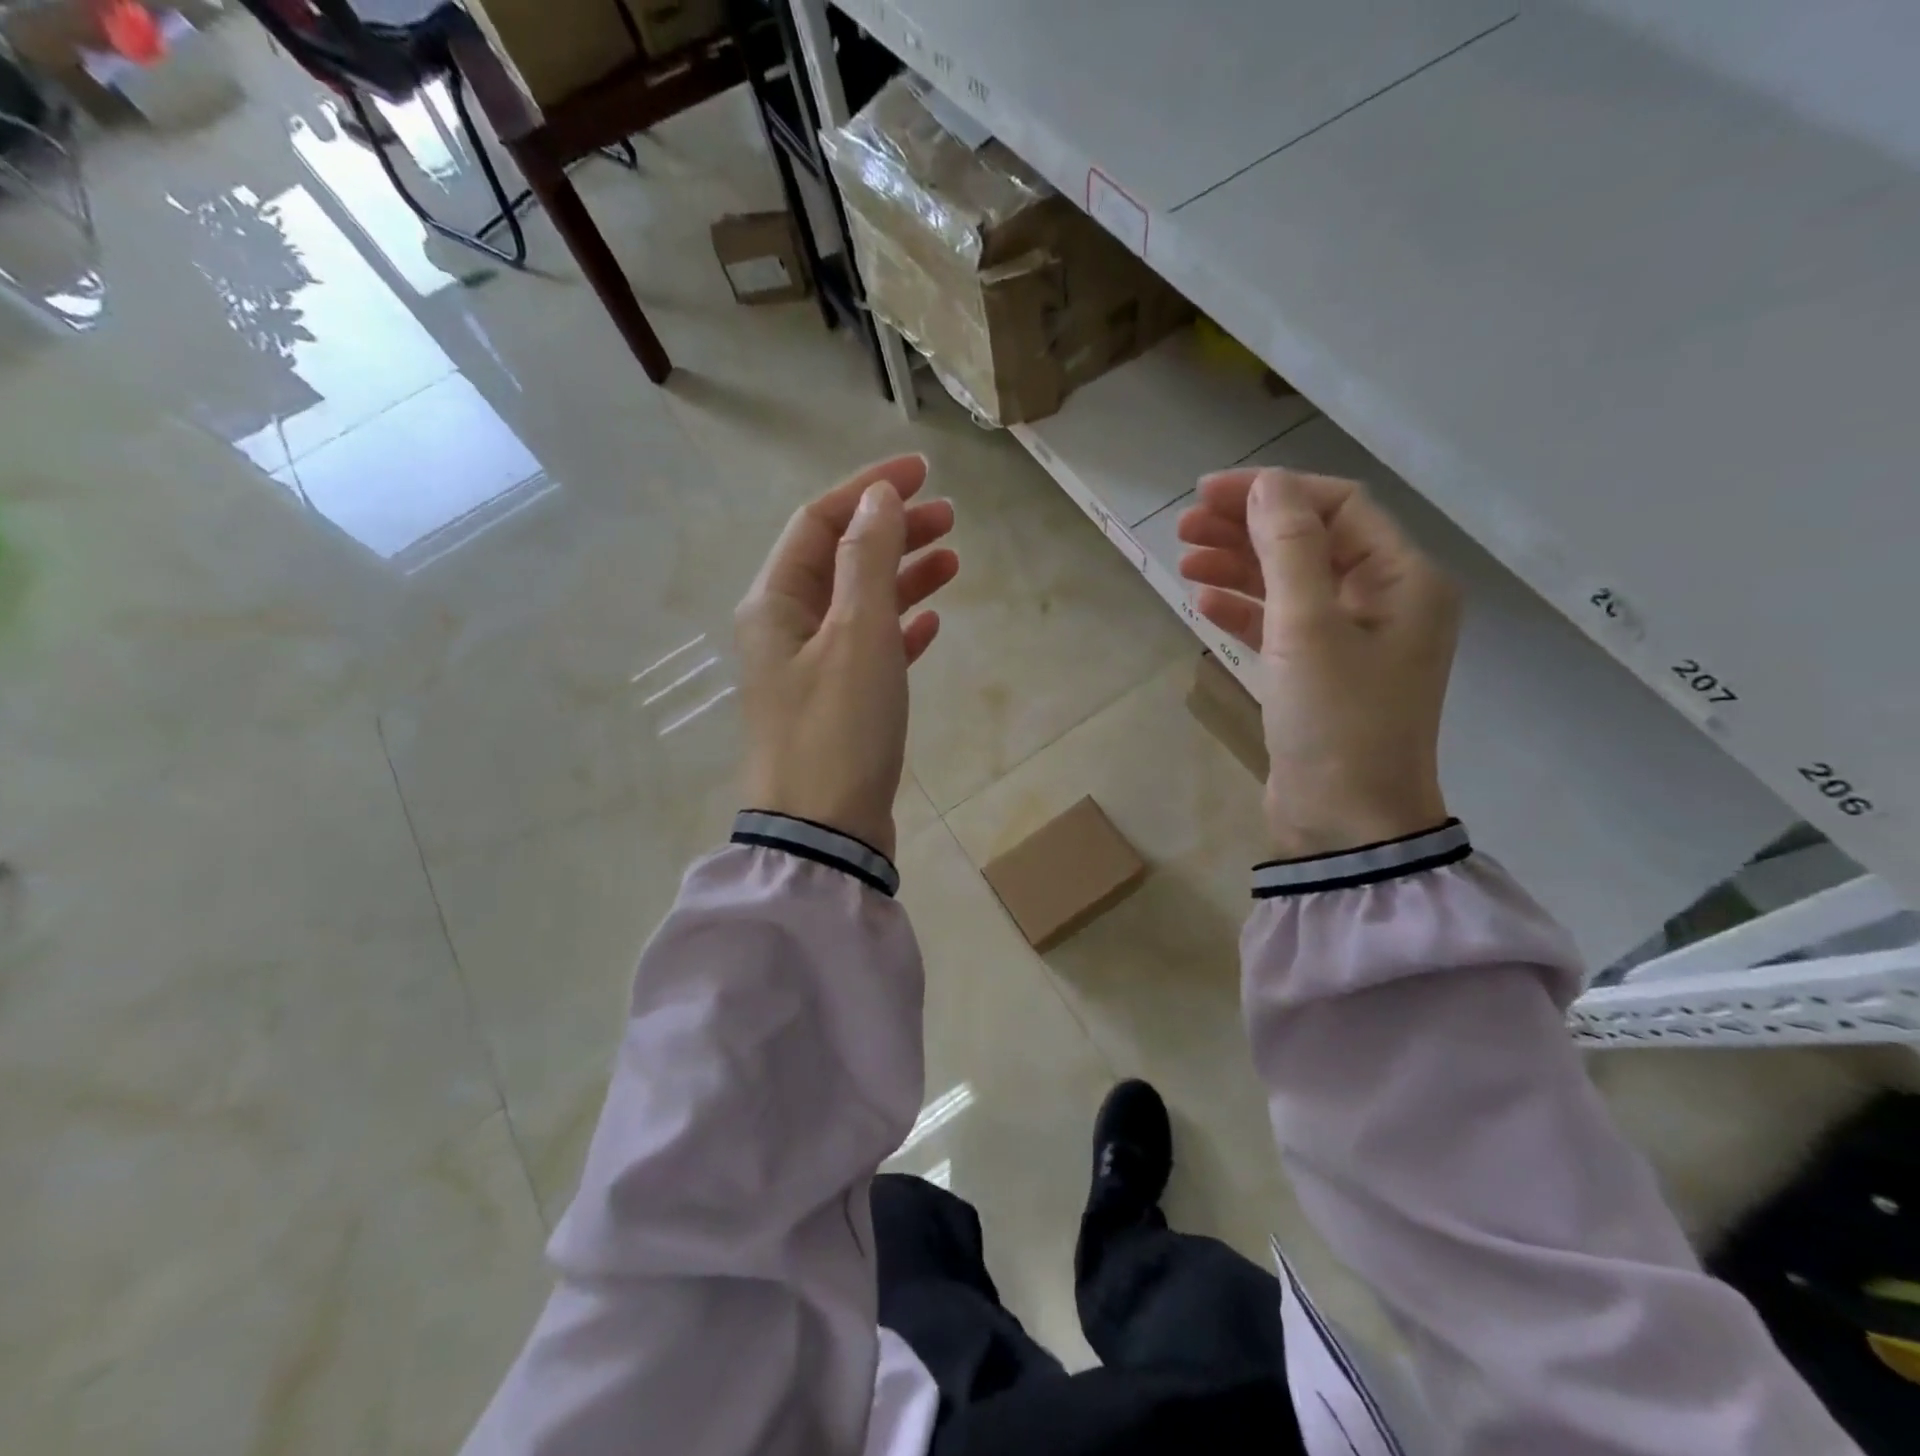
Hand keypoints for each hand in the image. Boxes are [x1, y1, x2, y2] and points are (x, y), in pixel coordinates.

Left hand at [735, 455, 958, 858]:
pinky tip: (931, 624)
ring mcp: (810, 669)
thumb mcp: (857, 633)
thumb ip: (868, 559)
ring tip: (953, 561)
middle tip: (951, 518)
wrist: (824, 832)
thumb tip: (878, 497)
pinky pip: (869, 650)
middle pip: (841, 559)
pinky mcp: (837, 705)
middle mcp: (785, 628)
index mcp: (775, 602)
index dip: (869, 489)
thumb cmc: (838, 728)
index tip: (924, 472)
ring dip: (902, 578)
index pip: (820, 521)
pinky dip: (899, 630)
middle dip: (893, 532)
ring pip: (859, 604)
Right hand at [1178, 468, 1459, 857]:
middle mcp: (1384, 602)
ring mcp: (1352, 642)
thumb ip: (1290, 549)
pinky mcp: (1320, 676)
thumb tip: (1268, 485)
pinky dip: (1245, 611)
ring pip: (1290, 584)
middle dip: (1247, 529)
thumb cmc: (1337, 722)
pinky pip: (1281, 626)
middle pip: (1310, 542)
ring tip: (1184, 561)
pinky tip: (1205, 604)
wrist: (1346, 823)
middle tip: (1184, 527)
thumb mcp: (1309, 628)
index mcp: (1403, 580)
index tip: (1208, 494)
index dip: (1273, 492)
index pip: (1338, 507)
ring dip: (1239, 567)